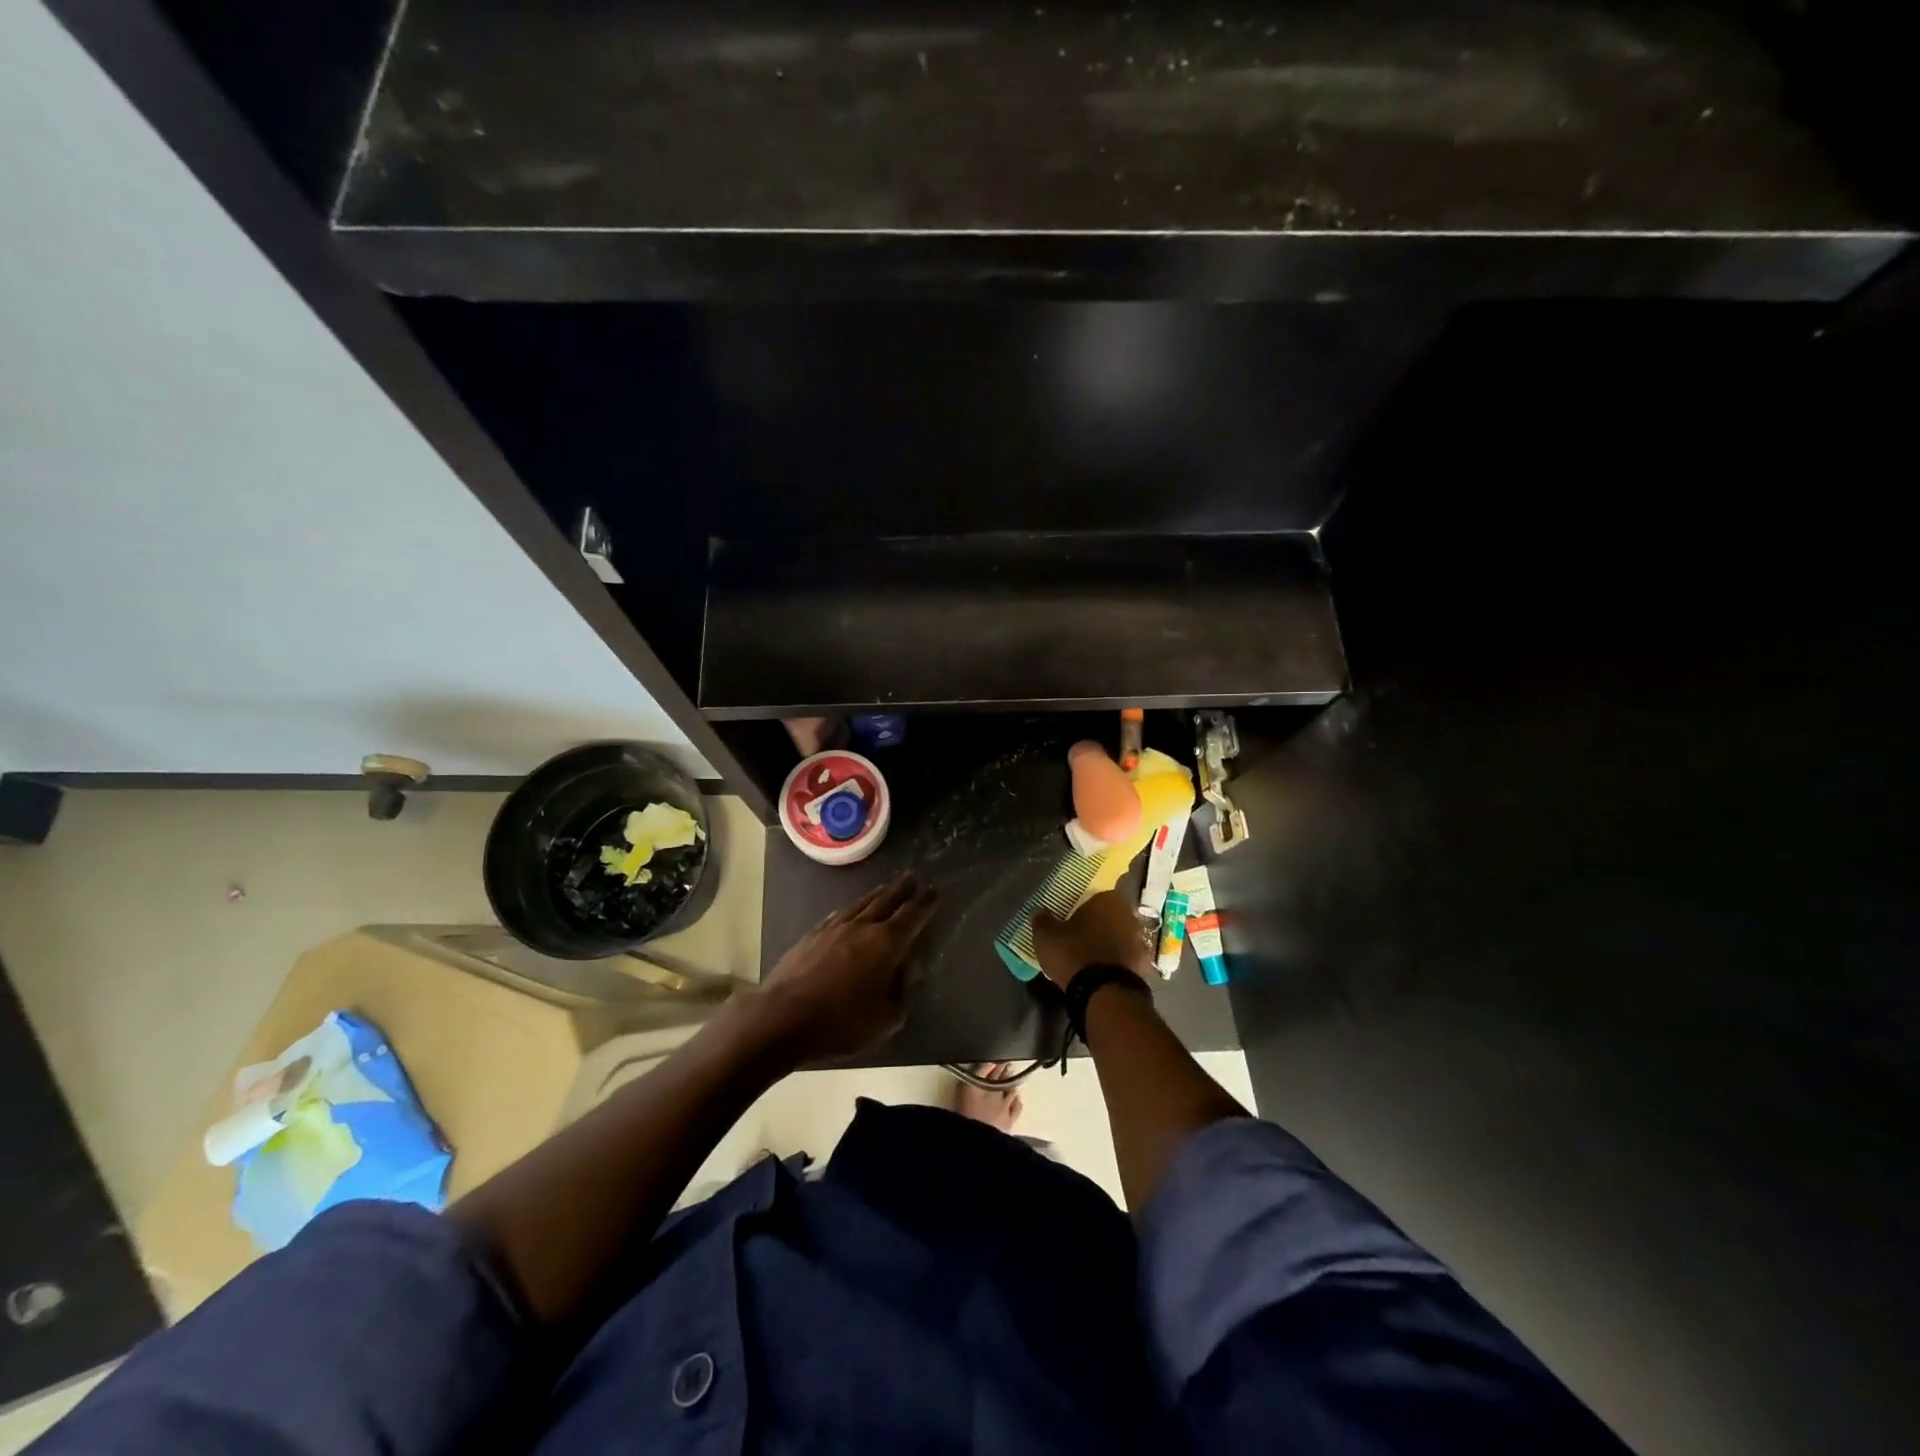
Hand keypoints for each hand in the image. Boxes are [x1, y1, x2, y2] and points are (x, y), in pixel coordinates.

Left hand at [747, 872, 937, 1061]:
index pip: (912, 916)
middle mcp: (862, 927)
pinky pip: (838, 914)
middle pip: (886, 900)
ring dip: (877, 894)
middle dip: (902, 888)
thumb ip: (902, 990)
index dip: (926, 903)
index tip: (934, 891)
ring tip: (886, 886)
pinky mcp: (811, 935)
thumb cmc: (841, 1024)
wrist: (783, 1018)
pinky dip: (851, 908)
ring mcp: (834, 928)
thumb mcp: (886, 1019)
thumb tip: (907, 966)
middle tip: (913, 876)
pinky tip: (850, 909)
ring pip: (861, 903)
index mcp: (886, 944)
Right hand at [1031, 890, 1152, 989]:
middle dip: (1099, 924)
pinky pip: (1128, 958)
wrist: (1105, 993)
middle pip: (1112, 915)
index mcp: (1107, 899)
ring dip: (1111, 943)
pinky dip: (1118, 962)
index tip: (1073, 916)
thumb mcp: (1046, 936)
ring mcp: (1141, 941)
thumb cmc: (1074, 954)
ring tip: (1092, 956)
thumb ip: (1042, 920)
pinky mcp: (1145, 966)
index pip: (1096, 895)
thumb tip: (1039, 911)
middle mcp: (1129, 915)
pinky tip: (1104, 972)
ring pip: (1122, 936)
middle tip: (1081, 935)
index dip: (1084, 906)